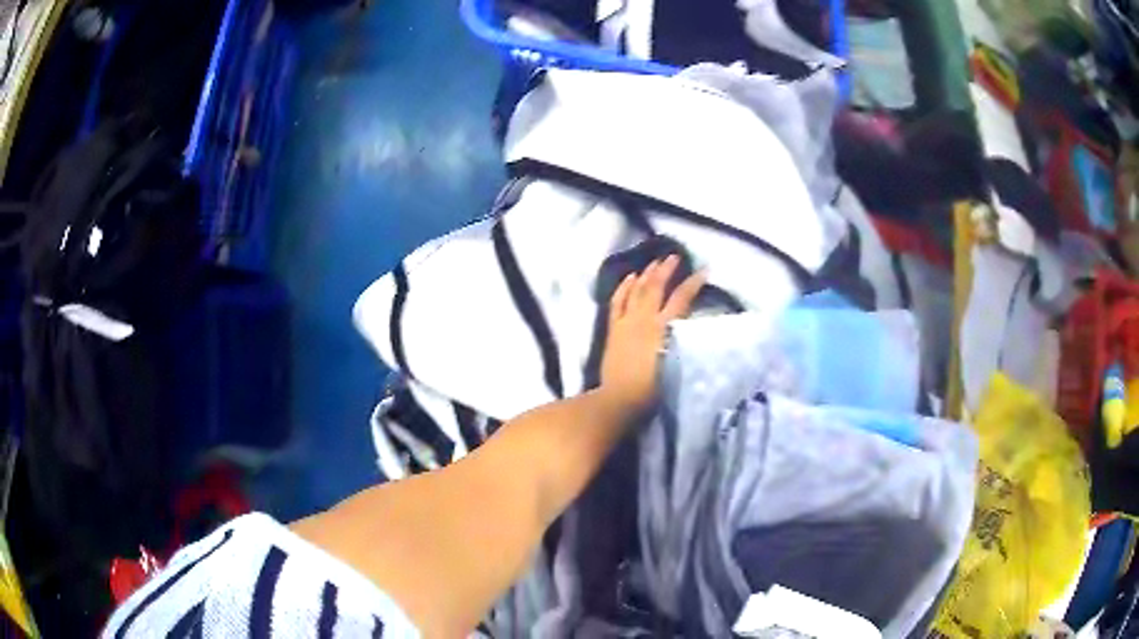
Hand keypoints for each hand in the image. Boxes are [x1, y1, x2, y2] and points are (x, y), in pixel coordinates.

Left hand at [600, 256, 704, 412]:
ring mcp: (626, 322)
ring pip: (636, 290)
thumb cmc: (653, 389)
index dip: (694, 283)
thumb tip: (693, 327)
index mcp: (664, 328)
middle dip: (666, 269)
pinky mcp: (613, 329)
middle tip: (674, 257)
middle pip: (656, 287)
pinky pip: (617, 302)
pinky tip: (628, 278)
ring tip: (654, 263)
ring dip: (646, 274)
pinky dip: (623, 288)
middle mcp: (645, 319)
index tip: (704, 270)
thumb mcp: (678, 364)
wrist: (619, 400)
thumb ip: (685, 343)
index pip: (682, 298)